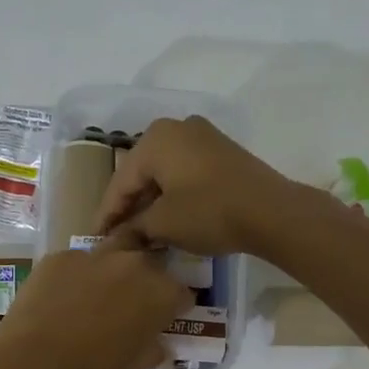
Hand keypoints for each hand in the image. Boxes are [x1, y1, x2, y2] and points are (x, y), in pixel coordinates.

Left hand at [0, 234, 192, 368]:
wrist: (32, 365)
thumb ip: (152, 349)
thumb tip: (157, 343)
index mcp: (160, 293)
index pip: (182, 293)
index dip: (174, 306)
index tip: (163, 318)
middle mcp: (133, 265)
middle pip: (149, 263)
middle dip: (146, 279)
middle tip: (131, 303)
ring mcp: (94, 255)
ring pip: (114, 250)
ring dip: (113, 267)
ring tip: (98, 291)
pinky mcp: (60, 256)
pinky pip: (76, 262)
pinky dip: (75, 275)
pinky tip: (61, 297)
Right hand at [94, 116, 294, 255]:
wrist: (272, 212)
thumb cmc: (209, 212)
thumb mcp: (164, 224)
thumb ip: (134, 228)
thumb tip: (115, 240)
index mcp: (155, 139)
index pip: (121, 182)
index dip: (107, 214)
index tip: (96, 239)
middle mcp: (177, 128)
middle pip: (142, 173)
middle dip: (129, 206)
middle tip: (117, 235)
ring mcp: (203, 137)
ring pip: (164, 173)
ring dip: (152, 202)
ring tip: (141, 231)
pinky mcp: (222, 152)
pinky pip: (185, 172)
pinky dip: (173, 194)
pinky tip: (168, 217)